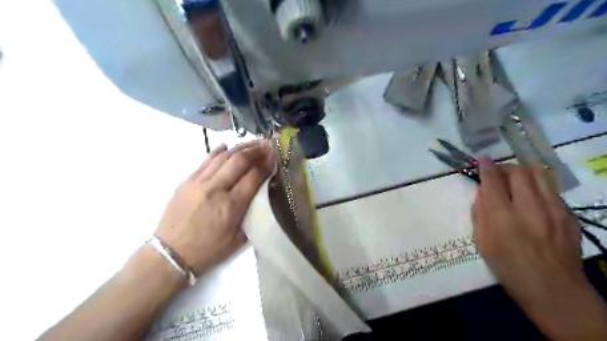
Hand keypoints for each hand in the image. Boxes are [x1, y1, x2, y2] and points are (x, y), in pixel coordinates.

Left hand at [155, 140, 275, 274]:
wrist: (171, 254)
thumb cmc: (208, 250)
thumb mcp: (238, 239)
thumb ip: (252, 215)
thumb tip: (262, 195)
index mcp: (231, 206)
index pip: (254, 176)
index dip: (267, 164)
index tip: (275, 157)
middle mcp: (215, 189)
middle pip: (239, 161)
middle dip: (256, 151)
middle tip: (267, 145)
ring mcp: (198, 183)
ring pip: (223, 157)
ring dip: (240, 147)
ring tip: (252, 143)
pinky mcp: (187, 181)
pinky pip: (204, 161)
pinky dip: (217, 152)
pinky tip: (226, 146)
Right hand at [474, 160, 606, 340]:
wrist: (553, 289)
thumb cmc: (508, 267)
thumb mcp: (482, 241)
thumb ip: (480, 213)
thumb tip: (482, 192)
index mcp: (502, 217)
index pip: (492, 180)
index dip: (486, 166)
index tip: (481, 159)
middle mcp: (529, 208)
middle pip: (518, 171)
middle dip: (504, 166)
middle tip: (497, 173)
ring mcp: (553, 210)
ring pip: (539, 175)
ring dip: (523, 171)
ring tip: (515, 179)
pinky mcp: (568, 215)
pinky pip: (551, 190)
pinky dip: (537, 186)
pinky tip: (532, 198)